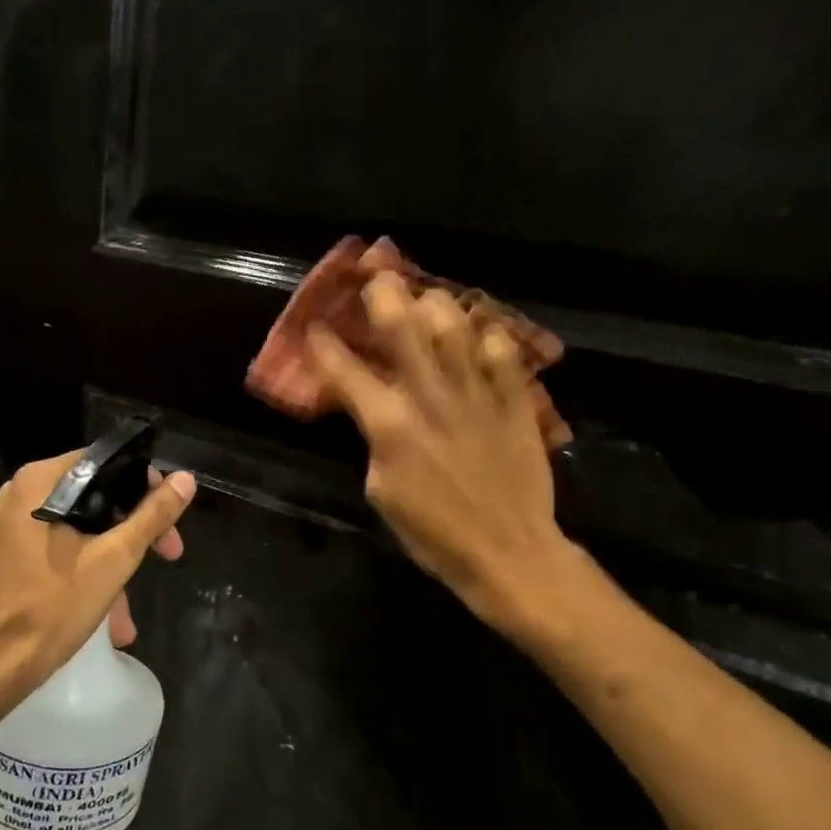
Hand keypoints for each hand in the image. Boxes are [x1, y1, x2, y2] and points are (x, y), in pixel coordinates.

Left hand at [0, 452, 196, 691]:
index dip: (147, 486)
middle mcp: (26, 493)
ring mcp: (19, 524)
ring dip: (117, 561)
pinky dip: (92, 571)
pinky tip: (112, 618)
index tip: (171, 519)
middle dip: (137, 529)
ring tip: (131, 611)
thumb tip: (186, 479)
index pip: (108, 463)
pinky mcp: (19, 552)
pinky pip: (68, 547)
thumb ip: (152, 515)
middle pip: (99, 495)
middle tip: (169, 553)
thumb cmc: (53, 606)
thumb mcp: (114, 558)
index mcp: (41, 482)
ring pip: (86, 526)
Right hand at [309, 273, 568, 631]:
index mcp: (389, 424)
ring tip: (426, 298)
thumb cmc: (433, 533)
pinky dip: (487, 332)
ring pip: (454, 323)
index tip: (315, 325)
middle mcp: (430, 396)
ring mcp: (476, 393)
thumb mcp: (381, 491)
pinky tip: (478, 331)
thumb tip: (373, 409)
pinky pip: (503, 349)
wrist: (508, 552)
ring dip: (434, 302)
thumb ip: (374, 440)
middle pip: (402, 324)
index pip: (344, 370)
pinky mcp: (515, 400)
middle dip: (383, 292)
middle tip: (376, 277)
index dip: (323, 343)